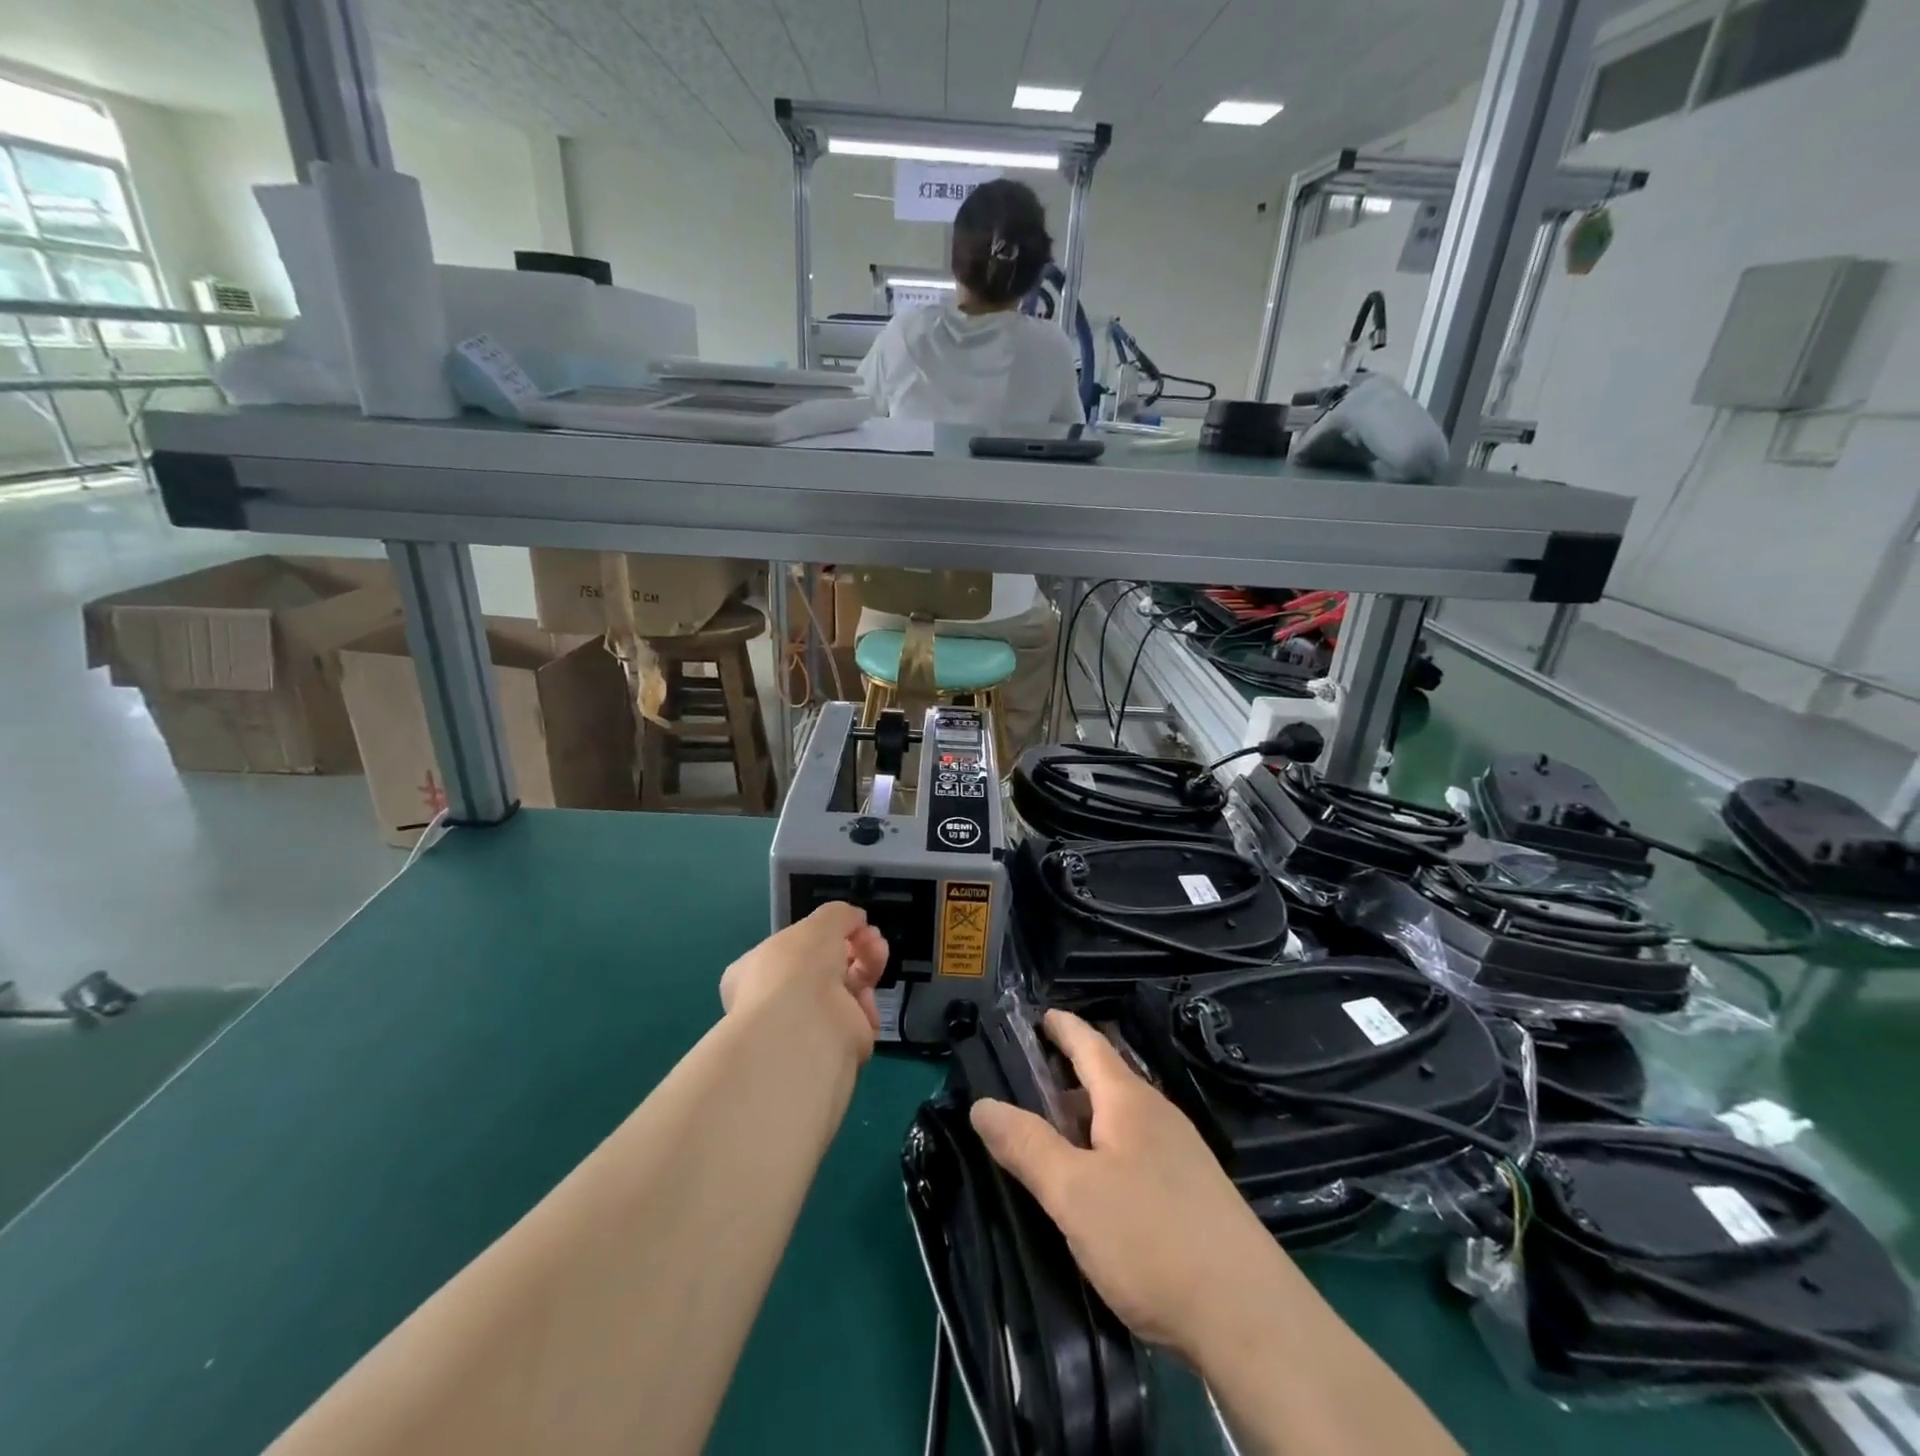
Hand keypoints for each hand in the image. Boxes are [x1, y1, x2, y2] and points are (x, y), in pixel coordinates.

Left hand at [720, 904, 889, 1058]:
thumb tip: (856, 920)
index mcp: (755, 971)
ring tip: (878, 952)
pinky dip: (867, 1005)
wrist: (805, 1029)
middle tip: (872, 937)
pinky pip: (856, 1017)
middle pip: (824, 966)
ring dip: (866, 966)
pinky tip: (869, 994)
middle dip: (853, 946)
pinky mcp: (834, 1046)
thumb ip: (840, 915)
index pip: (789, 948)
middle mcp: (777, 999)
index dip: (819, 935)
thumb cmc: (798, 968)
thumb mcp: (819, 923)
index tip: (847, 925)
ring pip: (845, 989)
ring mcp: (806, 1025)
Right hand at [970, 1009, 1291, 1364]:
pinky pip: (1138, 1152)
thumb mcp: (1074, 1193)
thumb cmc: (1152, 1239)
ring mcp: (1182, 1155)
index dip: (1063, 1027)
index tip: (1039, 1015)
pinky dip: (1107, 1150)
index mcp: (1129, 1101)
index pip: (1090, 1045)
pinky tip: (1096, 1185)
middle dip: (1068, 1076)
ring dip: (1086, 1119)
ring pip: (1122, 1120)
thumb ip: (1026, 1146)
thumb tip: (981, 1105)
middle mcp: (1159, 1116)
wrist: (1250, 1319)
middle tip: (1027, 1083)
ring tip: (1052, 1135)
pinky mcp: (1194, 1194)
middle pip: (1107, 1081)